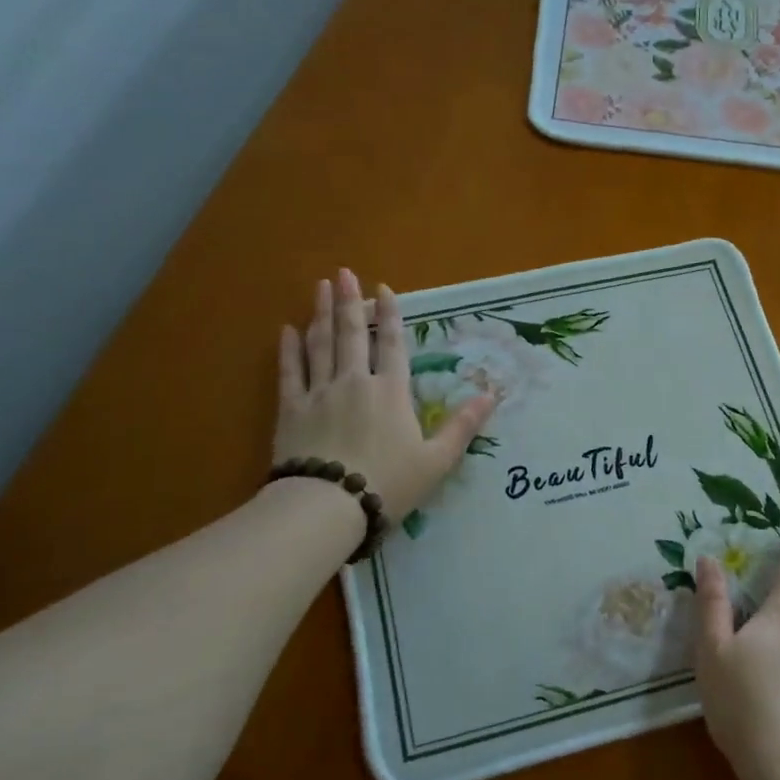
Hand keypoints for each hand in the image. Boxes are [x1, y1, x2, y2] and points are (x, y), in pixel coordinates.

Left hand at [272, 268, 494, 524]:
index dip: (390, 316)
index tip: (383, 289)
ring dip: (321, 314)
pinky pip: (290, 372)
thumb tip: (492, 395)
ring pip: (320, 345)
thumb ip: (462, 426)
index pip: (393, 345)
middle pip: (353, 335)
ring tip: (320, 288)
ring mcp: (320, 393)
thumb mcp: (437, 461)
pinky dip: (289, 350)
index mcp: (391, 393)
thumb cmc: (388, 484)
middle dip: (350, 302)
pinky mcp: (291, 410)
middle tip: (343, 273)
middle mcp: (355, 383)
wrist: (328, 506)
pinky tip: (287, 331)